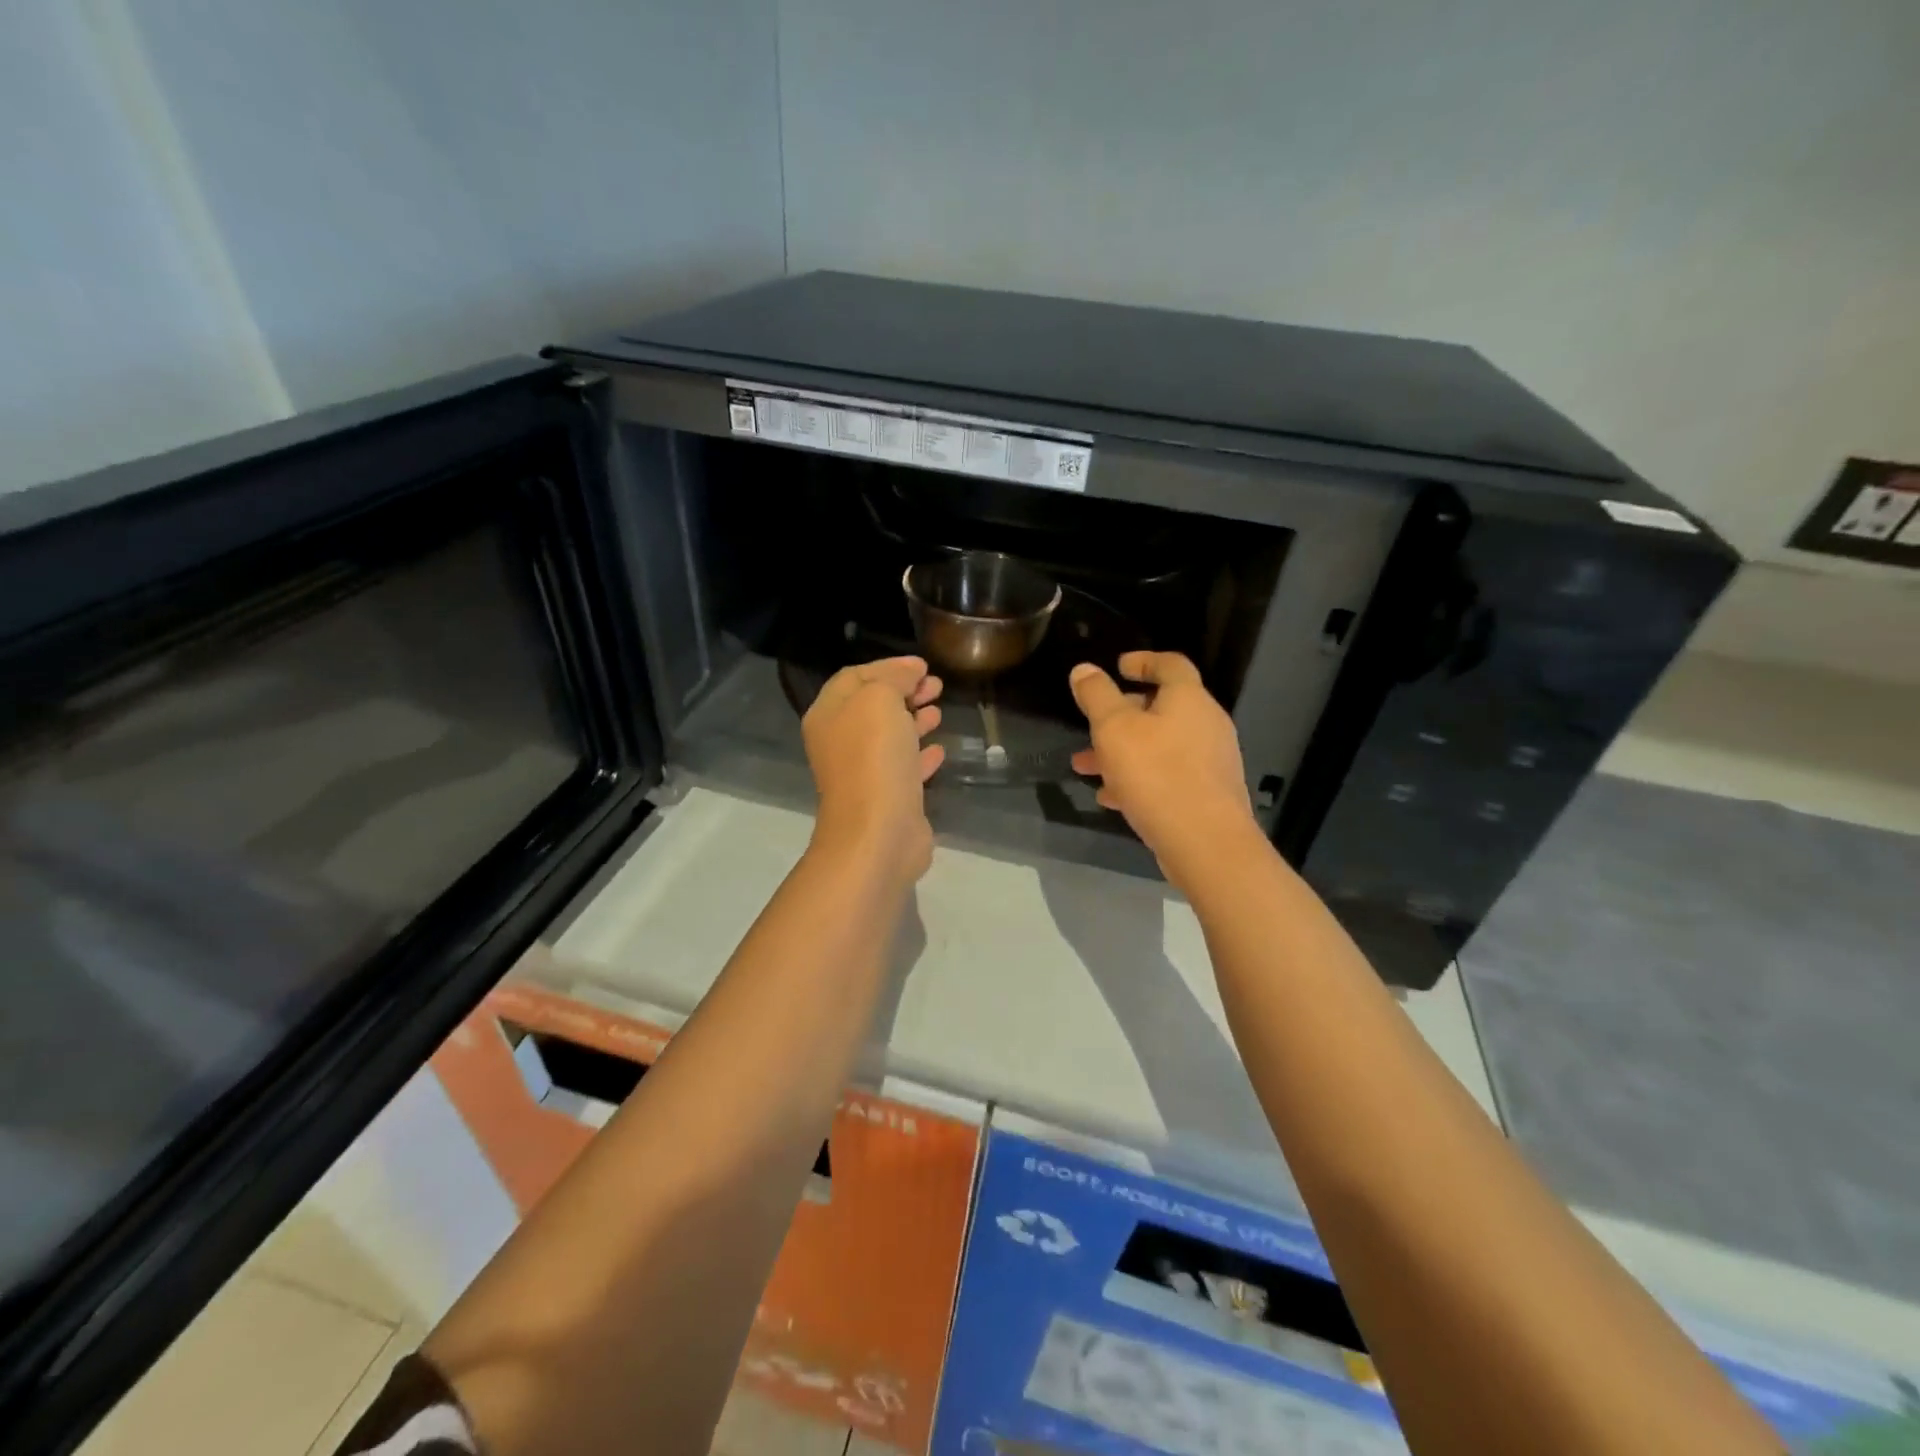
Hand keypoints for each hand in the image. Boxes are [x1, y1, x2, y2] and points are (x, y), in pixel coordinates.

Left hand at [802, 656, 944, 878]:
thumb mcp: (880, 699)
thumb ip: (893, 678)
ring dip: (914, 720)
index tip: (923, 665)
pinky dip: (920, 754)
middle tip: (935, 685)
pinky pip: (903, 768)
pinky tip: (940, 749)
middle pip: (873, 706)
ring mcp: (862, 773)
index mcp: (829, 714)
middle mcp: (840, 742)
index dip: (888, 666)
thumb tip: (910, 673)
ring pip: (889, 737)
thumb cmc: (873, 757)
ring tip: (939, 710)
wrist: (878, 832)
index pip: (855, 677)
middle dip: (904, 691)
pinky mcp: (886, 798)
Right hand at [1069, 651, 1254, 879]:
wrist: (1206, 843)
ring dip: (1123, 751)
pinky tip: (1111, 798)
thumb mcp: (1114, 729)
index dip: (1143, 660)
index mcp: (1188, 699)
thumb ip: (1096, 696)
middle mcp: (1206, 724)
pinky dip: (1139, 778)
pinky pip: (1168, 775)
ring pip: (1159, 745)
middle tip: (1092, 724)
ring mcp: (1211, 761)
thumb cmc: (1157, 774)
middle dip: (1121, 715)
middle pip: (1162, 707)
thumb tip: (1084, 669)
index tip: (1118, 666)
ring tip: (1086, 767)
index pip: (1170, 664)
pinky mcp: (1208, 794)